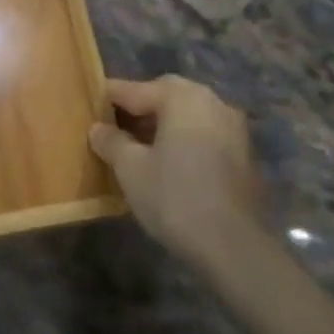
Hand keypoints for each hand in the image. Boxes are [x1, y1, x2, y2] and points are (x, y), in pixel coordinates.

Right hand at [88, 75, 263, 270]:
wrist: (232, 244)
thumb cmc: (174, 196)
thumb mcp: (130, 168)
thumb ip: (111, 141)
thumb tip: (98, 128)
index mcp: (183, 98)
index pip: (137, 89)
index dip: (110, 96)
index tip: (90, 102)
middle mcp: (213, 102)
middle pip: (167, 96)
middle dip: (140, 107)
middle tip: (114, 124)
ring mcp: (233, 128)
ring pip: (189, 116)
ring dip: (163, 124)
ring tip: (136, 145)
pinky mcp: (243, 154)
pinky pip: (204, 134)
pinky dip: (183, 140)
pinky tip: (166, 162)